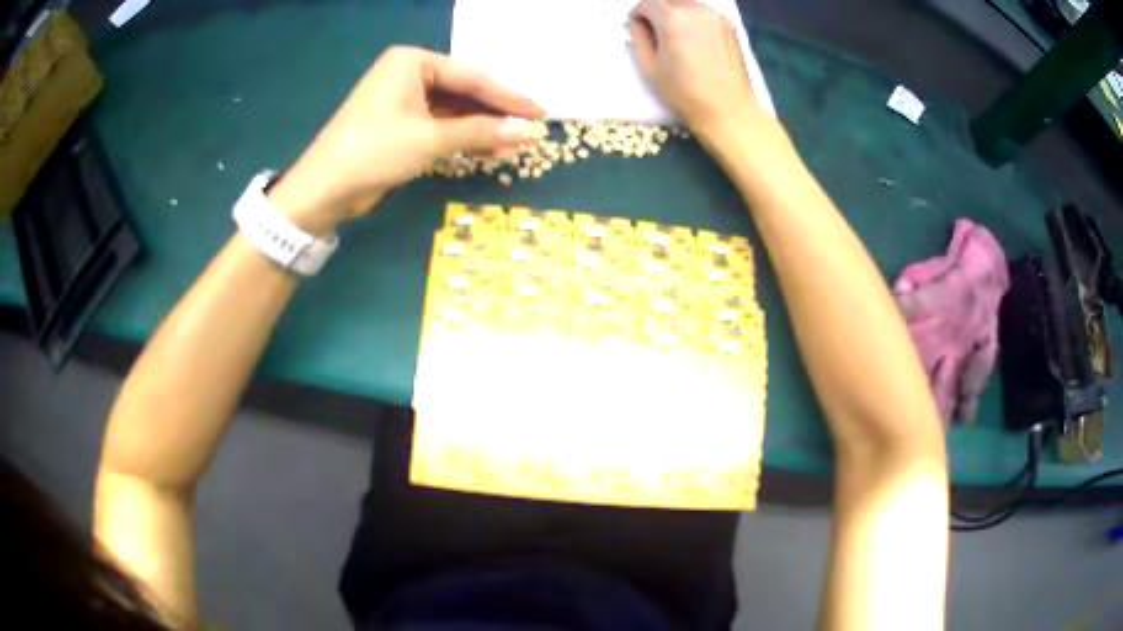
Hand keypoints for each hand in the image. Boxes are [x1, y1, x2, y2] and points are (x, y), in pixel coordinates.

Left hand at [270, 46, 544, 231]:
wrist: (325, 189)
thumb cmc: (376, 150)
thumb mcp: (431, 139)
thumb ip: (481, 132)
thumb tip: (528, 132)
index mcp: (412, 62)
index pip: (471, 77)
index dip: (508, 97)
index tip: (540, 111)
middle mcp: (409, 74)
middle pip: (463, 92)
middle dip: (495, 114)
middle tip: (531, 129)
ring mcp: (404, 100)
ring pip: (453, 112)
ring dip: (481, 130)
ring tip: (516, 145)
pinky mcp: (401, 126)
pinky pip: (440, 127)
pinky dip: (462, 139)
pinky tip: (489, 151)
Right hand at [630, 0, 761, 138]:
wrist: (728, 109)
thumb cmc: (684, 92)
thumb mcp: (648, 68)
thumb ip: (638, 38)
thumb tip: (640, 24)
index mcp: (673, 18)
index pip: (646, 3)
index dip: (638, 15)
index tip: (639, 30)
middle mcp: (696, 10)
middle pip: (668, 0)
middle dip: (658, 12)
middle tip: (657, 34)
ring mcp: (716, 17)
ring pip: (687, 4)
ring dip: (677, 14)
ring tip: (677, 39)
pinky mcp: (729, 26)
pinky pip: (704, 14)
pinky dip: (695, 21)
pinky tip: (697, 43)